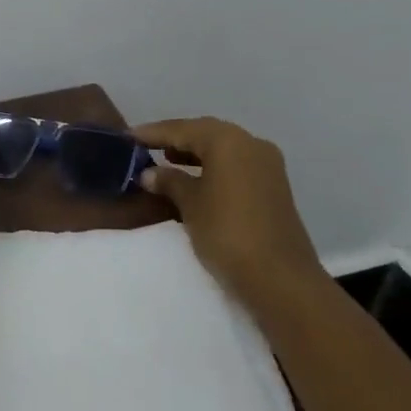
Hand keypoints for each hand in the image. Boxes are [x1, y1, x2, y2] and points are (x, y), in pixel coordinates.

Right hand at [136, 116, 321, 297]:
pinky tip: (196, 180)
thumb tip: (149, 173)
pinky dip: (214, 167)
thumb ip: (169, 182)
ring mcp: (267, 165)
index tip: (128, 137)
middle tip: (146, 147)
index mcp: (228, 140)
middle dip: (176, 139)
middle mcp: (251, 143)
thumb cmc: (228, 233)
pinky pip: (236, 166)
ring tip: (168, 162)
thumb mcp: (190, 205)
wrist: (281, 280)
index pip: (182, 129)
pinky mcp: (274, 187)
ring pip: (223, 149)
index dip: (153, 133)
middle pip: (205, 134)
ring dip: (195, 154)